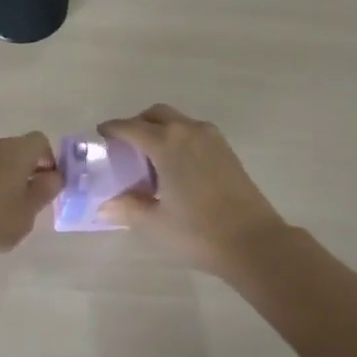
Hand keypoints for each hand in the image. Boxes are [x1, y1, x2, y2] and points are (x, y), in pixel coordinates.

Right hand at [97, 105, 287, 274]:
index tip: (101, 134)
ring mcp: (212, 138)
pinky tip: (177, 167)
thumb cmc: (198, 232)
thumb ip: (127, 208)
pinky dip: (179, 138)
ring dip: (161, 129)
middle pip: (157, 114)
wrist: (254, 241)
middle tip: (126, 145)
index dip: (113, 129)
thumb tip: (104, 205)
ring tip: (151, 158)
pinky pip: (194, 132)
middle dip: (138, 123)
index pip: (131, 127)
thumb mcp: (155, 224)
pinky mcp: (227, 150)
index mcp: (166, 143)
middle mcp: (188, 131)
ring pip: (178, 121)